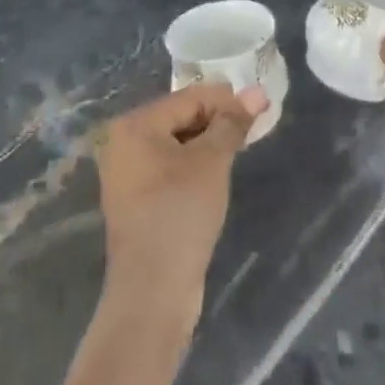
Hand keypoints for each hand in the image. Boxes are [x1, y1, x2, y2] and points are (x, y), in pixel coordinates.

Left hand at [92, 82, 266, 326]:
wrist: (152, 292)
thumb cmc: (180, 213)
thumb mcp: (212, 161)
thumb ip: (232, 123)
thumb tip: (257, 92)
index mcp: (134, 125)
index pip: (189, 98)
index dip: (227, 100)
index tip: (261, 108)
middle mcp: (123, 143)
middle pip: (180, 117)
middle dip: (218, 121)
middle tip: (254, 130)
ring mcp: (127, 173)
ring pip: (177, 143)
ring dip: (208, 144)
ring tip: (240, 150)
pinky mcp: (136, 199)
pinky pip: (170, 167)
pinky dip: (195, 165)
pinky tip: (217, 175)